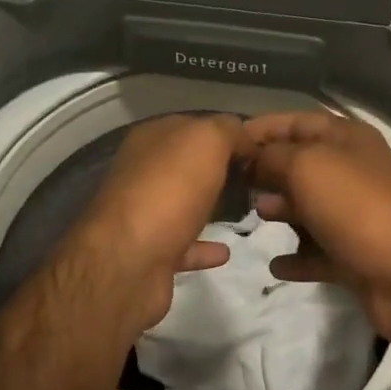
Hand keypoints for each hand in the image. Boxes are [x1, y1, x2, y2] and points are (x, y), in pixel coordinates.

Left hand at [57, 113, 240, 333]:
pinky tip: (226, 250)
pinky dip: (204, 247)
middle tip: (261, 179)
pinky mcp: (150, 254)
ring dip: (211, 205)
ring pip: (185, 203)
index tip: (262, 147)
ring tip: (248, 209)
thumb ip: (228, 130)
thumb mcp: (206, 141)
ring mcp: (144, 214)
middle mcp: (143, 172)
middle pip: (189, 164)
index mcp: (152, 139)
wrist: (127, 263)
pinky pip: (184, 245)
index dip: (228, 133)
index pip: (195, 125)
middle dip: (221, 168)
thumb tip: (245, 139)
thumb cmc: (169, 191)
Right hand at [236, 111, 390, 347]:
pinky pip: (316, 252)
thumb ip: (272, 157)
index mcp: (346, 140)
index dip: (262, 128)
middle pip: (300, 165)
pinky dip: (296, 257)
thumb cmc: (358, 207)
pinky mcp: (354, 256)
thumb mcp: (308, 166)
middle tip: (227, 183)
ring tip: (249, 218)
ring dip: (279, 211)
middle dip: (265, 171)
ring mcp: (354, 216)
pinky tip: (274, 264)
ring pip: (307, 208)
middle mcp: (351, 172)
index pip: (296, 122)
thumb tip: (250, 159)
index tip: (224, 143)